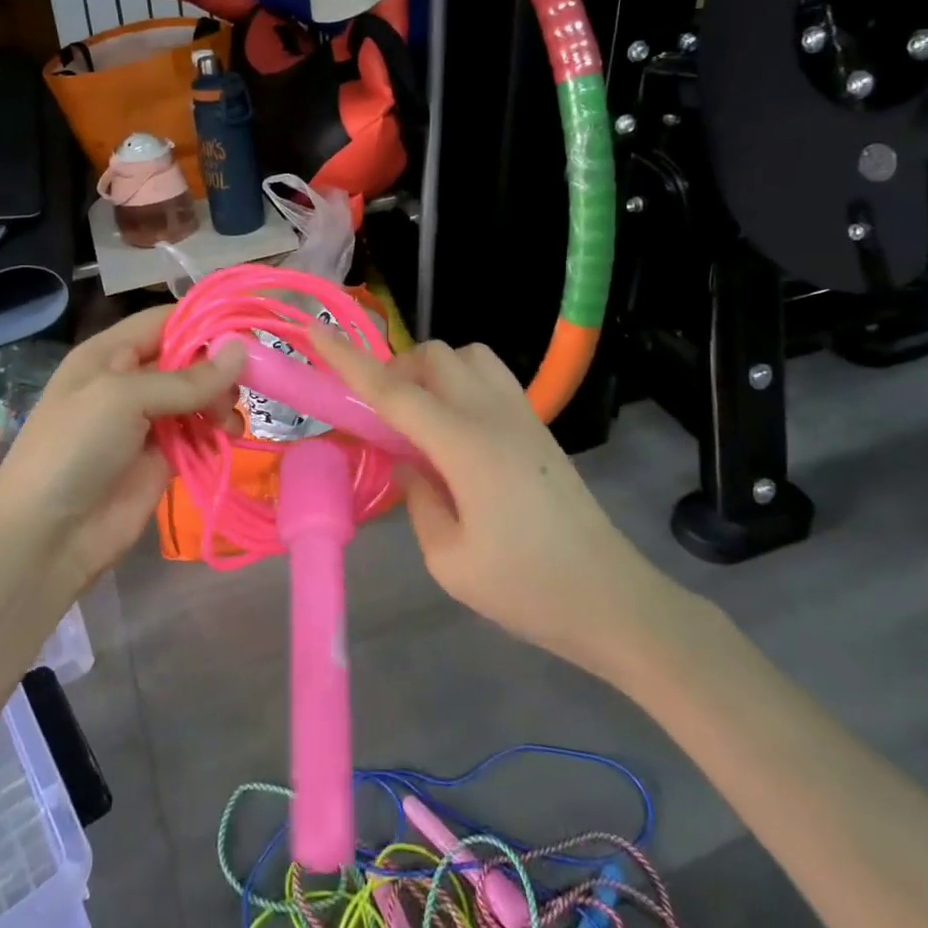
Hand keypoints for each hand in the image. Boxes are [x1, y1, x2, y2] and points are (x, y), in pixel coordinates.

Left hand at [0, 307, 243, 599]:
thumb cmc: (75, 449)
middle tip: (237, 390)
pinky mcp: (161, 457)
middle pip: (187, 358)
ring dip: (219, 403)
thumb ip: (186, 379)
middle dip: (217, 369)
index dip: (204, 322)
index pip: (165, 321)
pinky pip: (197, 433)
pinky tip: (225, 439)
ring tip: (227, 423)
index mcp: (110, 353)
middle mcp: (129, 380)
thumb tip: (242, 350)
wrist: (46, 537)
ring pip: (197, 396)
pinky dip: (215, 433)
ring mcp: (146, 421)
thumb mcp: (123, 399)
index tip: (245, 334)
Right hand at [307, 334, 664, 668]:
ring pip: (467, 356)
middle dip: (398, 371)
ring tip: (423, 419)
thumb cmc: (527, 589)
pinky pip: (490, 376)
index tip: (315, 329)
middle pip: (434, 356)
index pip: (393, 391)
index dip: (349, 359)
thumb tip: (409, 461)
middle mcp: (492, 414)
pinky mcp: (537, 425)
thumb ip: (417, 498)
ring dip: (434, 372)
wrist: (611, 599)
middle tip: (386, 420)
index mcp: (464, 445)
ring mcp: (521, 414)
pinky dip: (461, 383)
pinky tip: (459, 431)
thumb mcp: (449, 560)